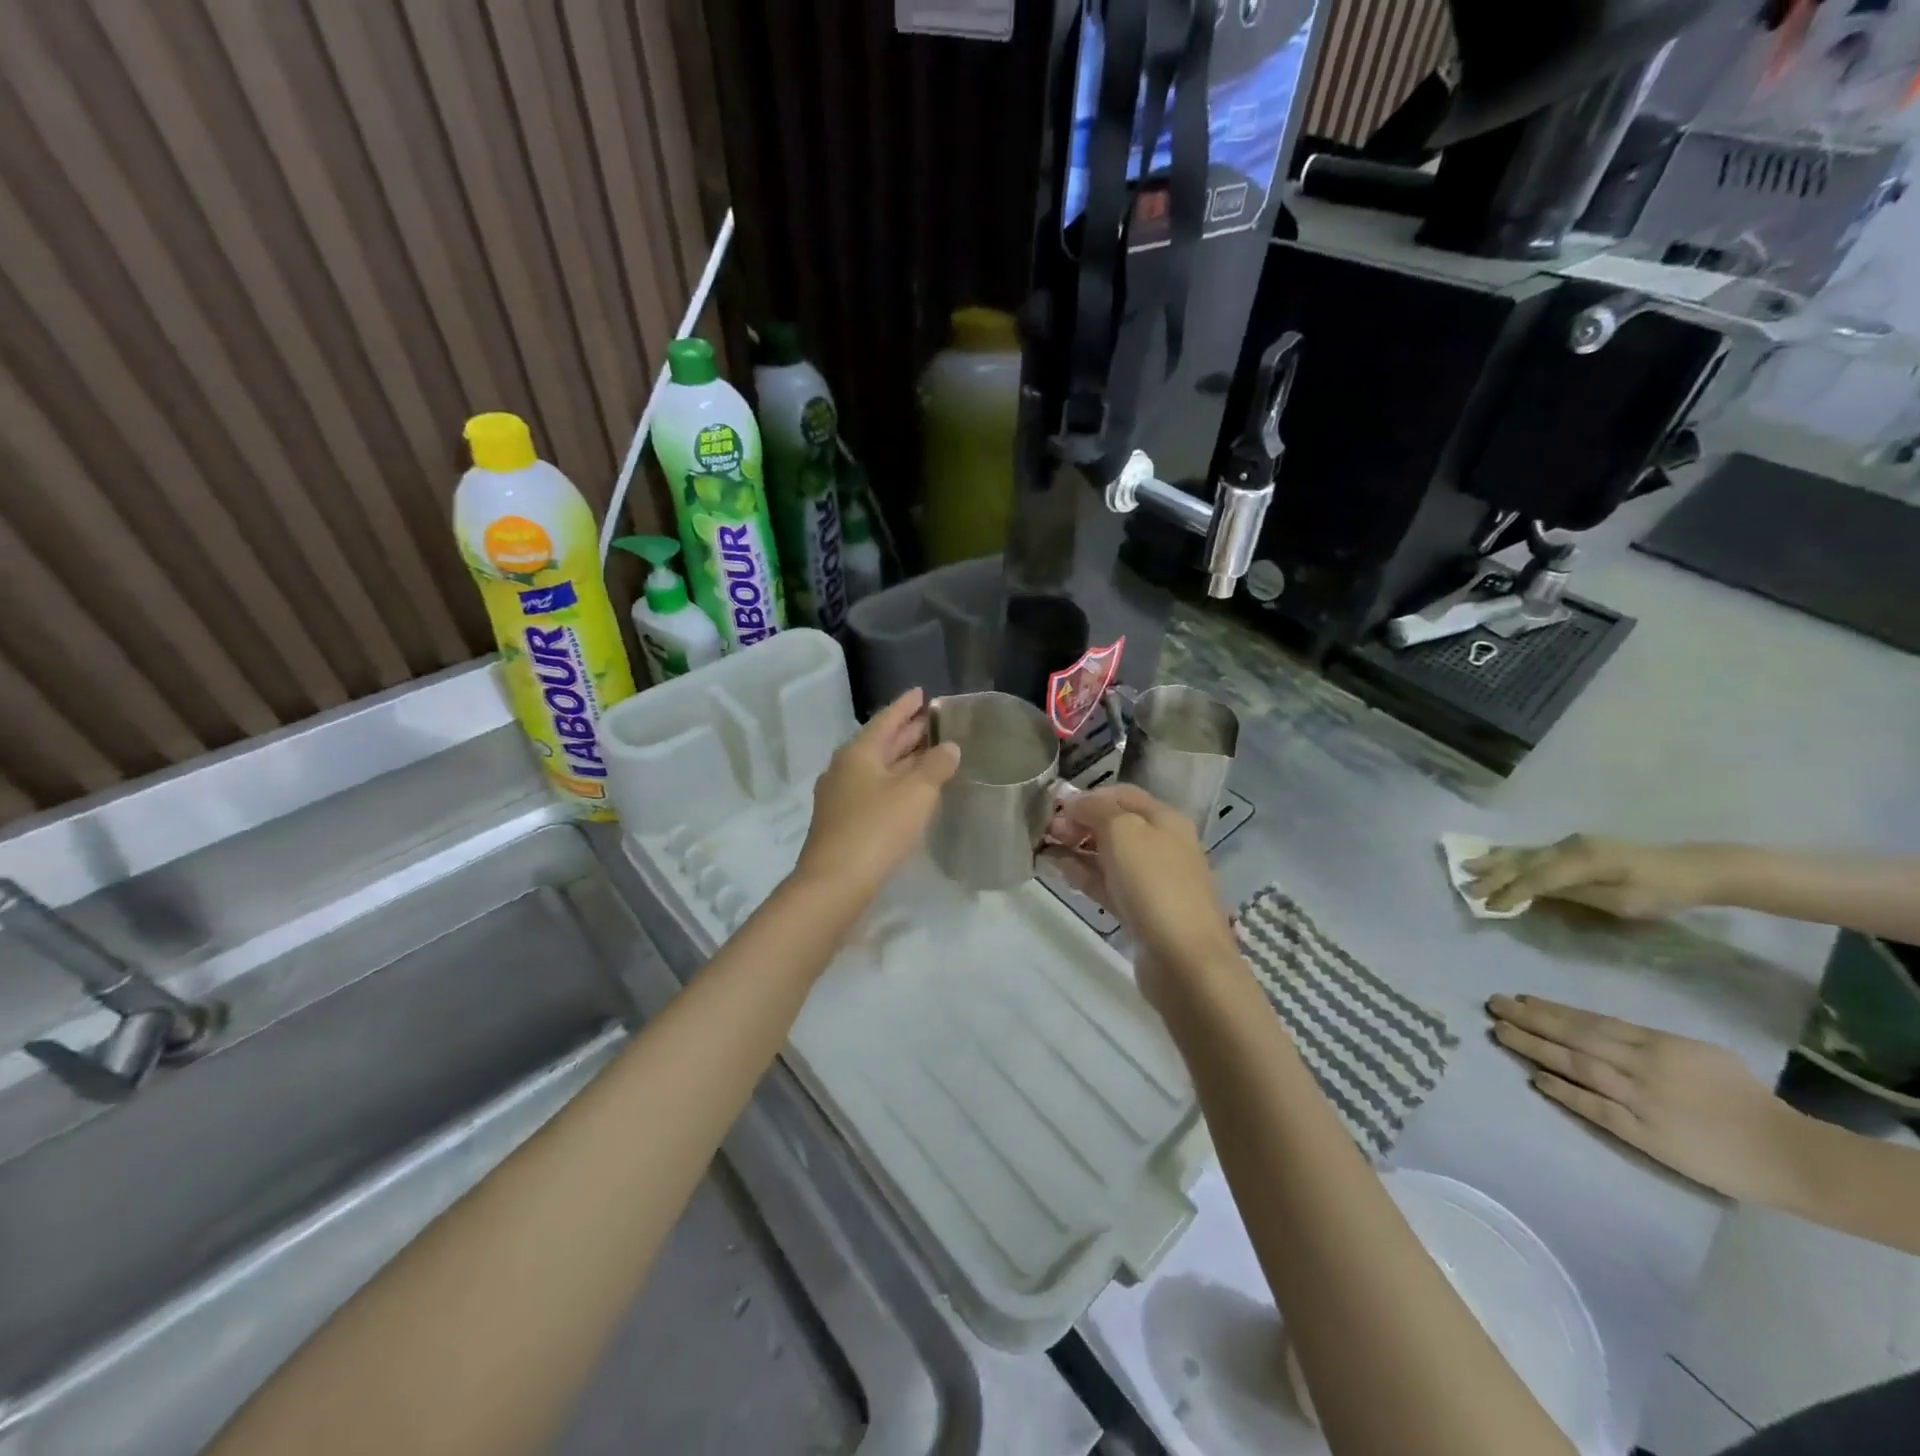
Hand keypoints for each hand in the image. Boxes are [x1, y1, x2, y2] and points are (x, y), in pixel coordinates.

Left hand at [794, 689, 959, 904]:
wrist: (835, 882)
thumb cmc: (877, 828)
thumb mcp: (915, 793)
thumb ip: (936, 766)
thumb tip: (950, 747)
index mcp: (857, 753)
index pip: (885, 719)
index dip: (905, 706)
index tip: (921, 692)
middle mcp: (844, 768)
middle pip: (880, 743)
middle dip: (906, 732)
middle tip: (932, 721)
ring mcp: (840, 796)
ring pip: (877, 768)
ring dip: (902, 759)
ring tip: (929, 752)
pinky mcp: (843, 822)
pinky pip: (874, 790)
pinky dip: (895, 783)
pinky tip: (911, 791)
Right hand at [1044, 786, 1240, 997]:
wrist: (1184, 959)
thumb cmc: (1154, 884)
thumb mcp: (1123, 832)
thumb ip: (1096, 809)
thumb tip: (1074, 801)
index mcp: (1165, 819)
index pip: (1122, 795)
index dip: (1087, 797)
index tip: (1053, 808)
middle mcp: (1163, 845)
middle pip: (1116, 825)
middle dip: (1080, 823)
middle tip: (1048, 832)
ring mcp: (1154, 881)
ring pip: (1110, 856)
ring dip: (1078, 850)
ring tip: (1047, 852)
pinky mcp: (1142, 912)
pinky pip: (1109, 885)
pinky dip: (1086, 876)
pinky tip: (1063, 874)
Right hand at [1466, 835, 1725, 917]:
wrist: (1695, 868)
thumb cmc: (1662, 892)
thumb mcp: (1621, 902)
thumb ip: (1575, 895)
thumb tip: (1536, 894)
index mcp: (1580, 861)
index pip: (1535, 878)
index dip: (1510, 893)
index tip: (1488, 908)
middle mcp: (1568, 846)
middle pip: (1522, 861)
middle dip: (1492, 874)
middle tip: (1464, 885)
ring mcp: (1571, 844)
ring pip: (1524, 852)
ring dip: (1495, 861)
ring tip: (1467, 865)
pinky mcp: (1575, 846)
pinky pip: (1534, 851)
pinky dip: (1511, 855)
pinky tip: (1497, 855)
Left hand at [1487, 994, 1812, 1204]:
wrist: (1788, 1154)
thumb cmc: (1746, 1099)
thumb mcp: (1698, 1054)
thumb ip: (1648, 1042)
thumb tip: (1599, 1031)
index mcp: (1658, 1044)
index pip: (1591, 1021)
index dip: (1551, 1009)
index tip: (1519, 999)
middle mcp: (1642, 1065)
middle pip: (1574, 1036)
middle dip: (1530, 1019)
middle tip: (1494, 1006)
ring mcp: (1639, 1099)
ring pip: (1575, 1066)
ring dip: (1534, 1048)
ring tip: (1501, 1033)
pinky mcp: (1642, 1133)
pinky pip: (1594, 1107)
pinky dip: (1563, 1091)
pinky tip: (1535, 1078)